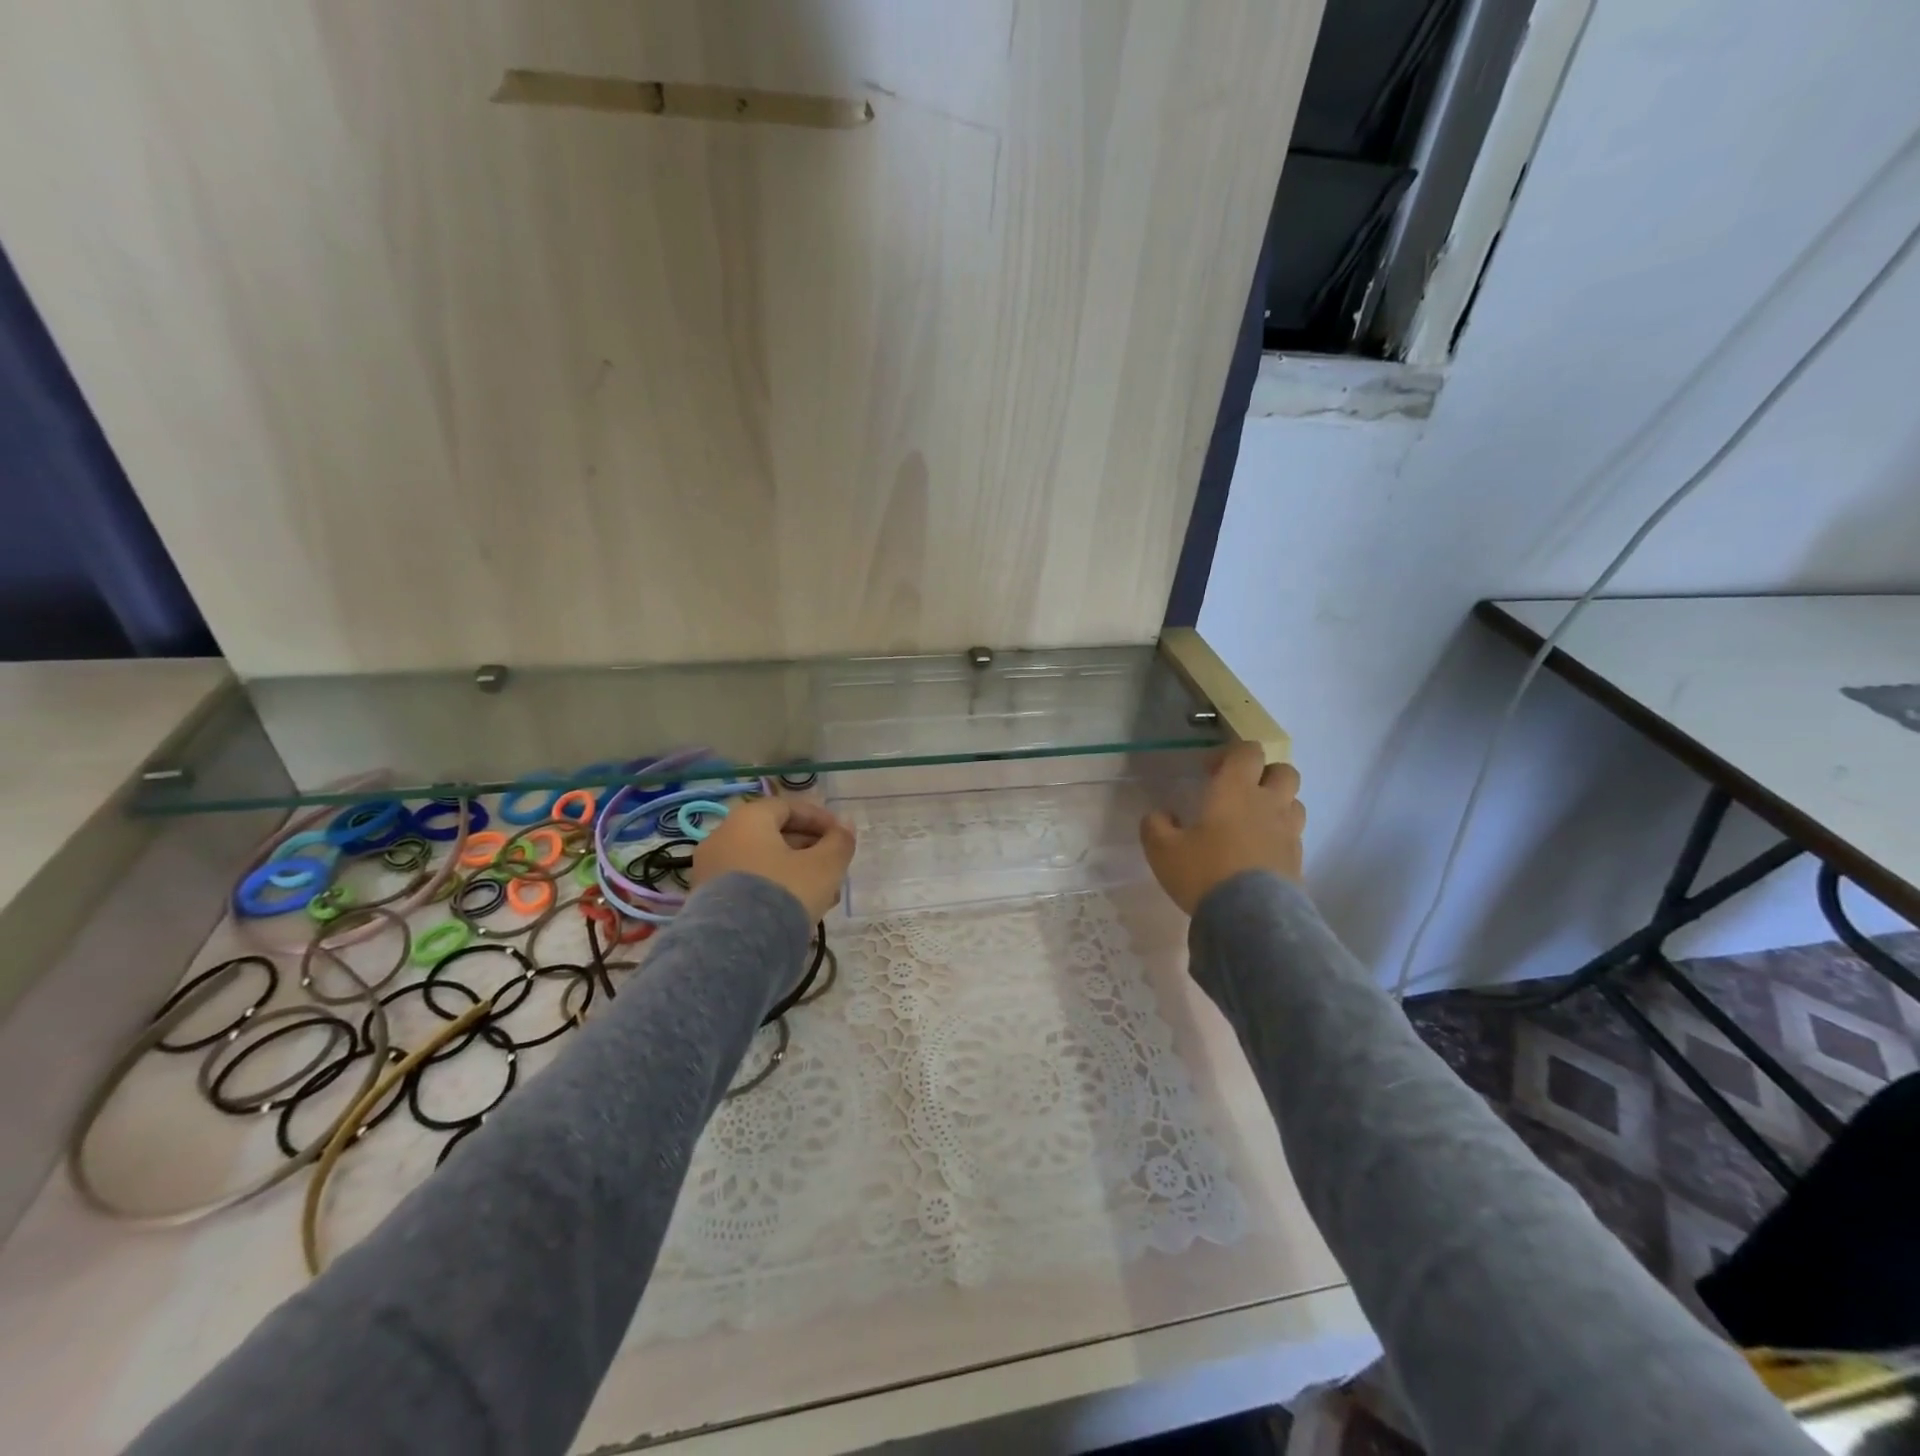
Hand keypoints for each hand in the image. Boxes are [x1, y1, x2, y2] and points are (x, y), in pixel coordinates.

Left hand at [690, 796, 856, 921]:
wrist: (737, 948)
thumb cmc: (785, 892)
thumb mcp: (824, 866)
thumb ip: (840, 842)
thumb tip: (846, 825)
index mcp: (747, 819)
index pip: (788, 807)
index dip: (819, 819)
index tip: (841, 836)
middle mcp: (721, 837)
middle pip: (773, 835)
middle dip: (809, 849)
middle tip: (834, 868)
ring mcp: (710, 870)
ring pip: (762, 862)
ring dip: (795, 872)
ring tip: (822, 895)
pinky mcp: (706, 901)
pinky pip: (747, 883)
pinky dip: (773, 888)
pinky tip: (796, 910)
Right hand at [1140, 742, 1305, 914]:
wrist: (1250, 918)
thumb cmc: (1204, 872)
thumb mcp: (1162, 850)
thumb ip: (1156, 826)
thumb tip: (1161, 816)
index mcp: (1236, 790)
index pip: (1248, 751)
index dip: (1230, 754)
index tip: (1209, 772)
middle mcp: (1268, 803)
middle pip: (1283, 771)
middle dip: (1263, 774)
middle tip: (1239, 793)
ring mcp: (1289, 832)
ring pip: (1294, 802)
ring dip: (1277, 804)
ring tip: (1252, 823)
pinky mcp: (1298, 860)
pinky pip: (1293, 835)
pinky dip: (1279, 836)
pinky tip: (1258, 853)